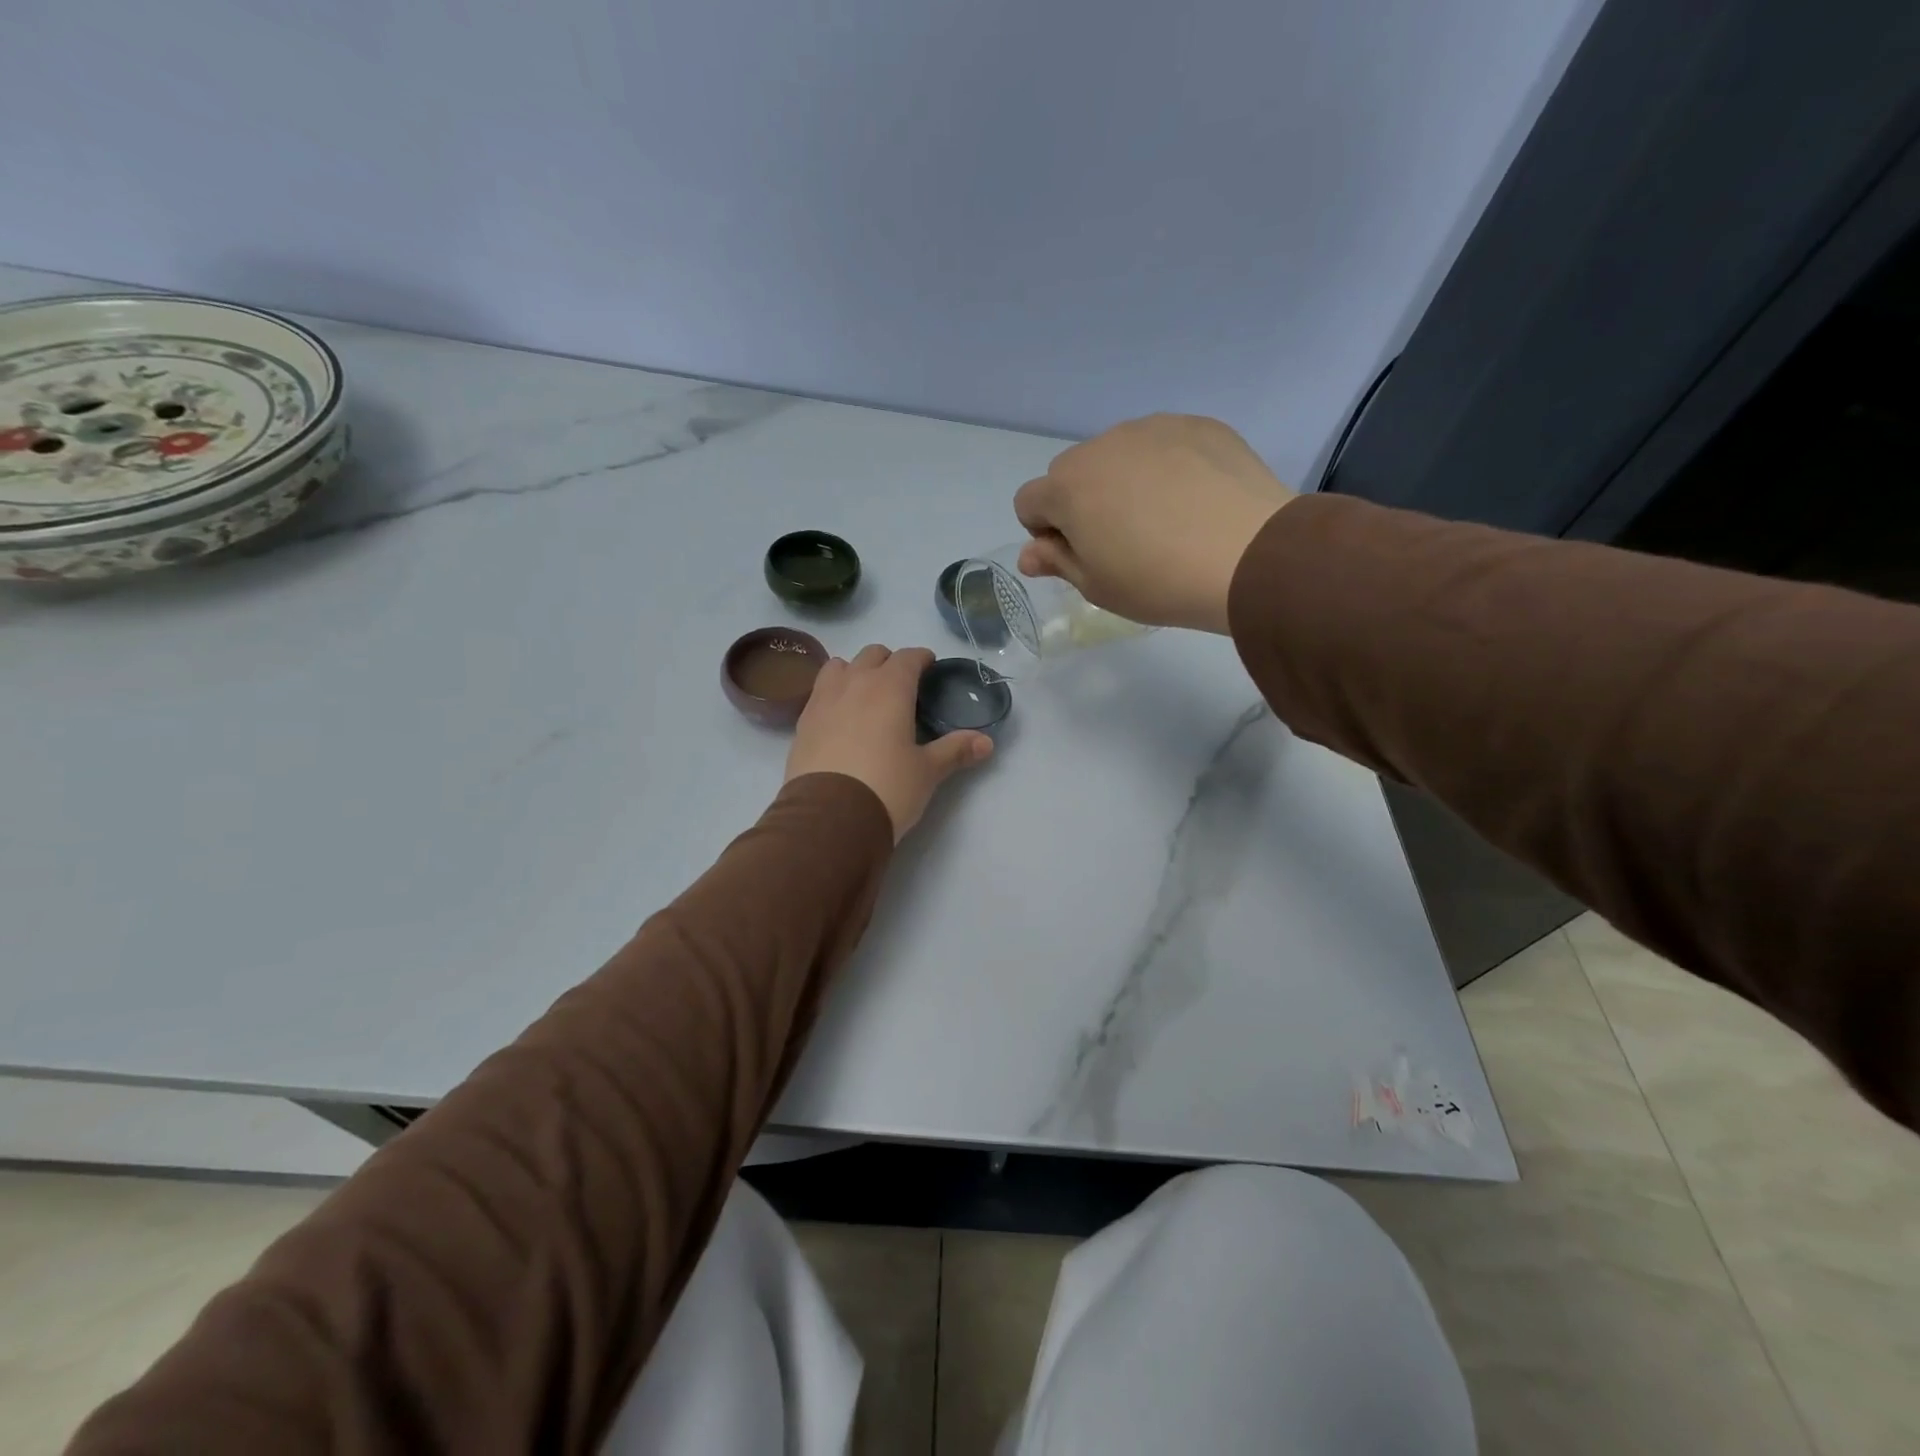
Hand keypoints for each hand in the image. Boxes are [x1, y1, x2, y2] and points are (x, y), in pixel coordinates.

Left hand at [786, 645, 992, 840]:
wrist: (828, 817)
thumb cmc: (886, 787)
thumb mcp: (927, 771)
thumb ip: (955, 750)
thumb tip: (987, 743)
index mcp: (890, 687)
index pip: (908, 657)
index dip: (921, 658)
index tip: (930, 667)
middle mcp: (855, 683)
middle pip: (872, 654)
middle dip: (889, 662)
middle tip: (902, 685)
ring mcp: (823, 700)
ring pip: (839, 666)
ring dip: (855, 671)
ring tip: (865, 694)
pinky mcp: (802, 722)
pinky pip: (819, 692)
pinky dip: (833, 693)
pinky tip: (840, 716)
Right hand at [1013, 414, 1295, 634]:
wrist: (1248, 555)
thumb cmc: (1158, 581)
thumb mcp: (1097, 586)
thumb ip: (1057, 562)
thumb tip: (1029, 554)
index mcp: (1067, 488)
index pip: (1029, 501)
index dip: (1045, 532)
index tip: (1078, 555)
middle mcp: (1101, 446)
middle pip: (1071, 472)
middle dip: (1081, 501)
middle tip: (1121, 539)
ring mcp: (1152, 428)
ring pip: (1118, 454)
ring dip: (1122, 481)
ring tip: (1164, 519)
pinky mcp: (1197, 425)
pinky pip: (1164, 443)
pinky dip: (1166, 467)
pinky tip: (1195, 499)